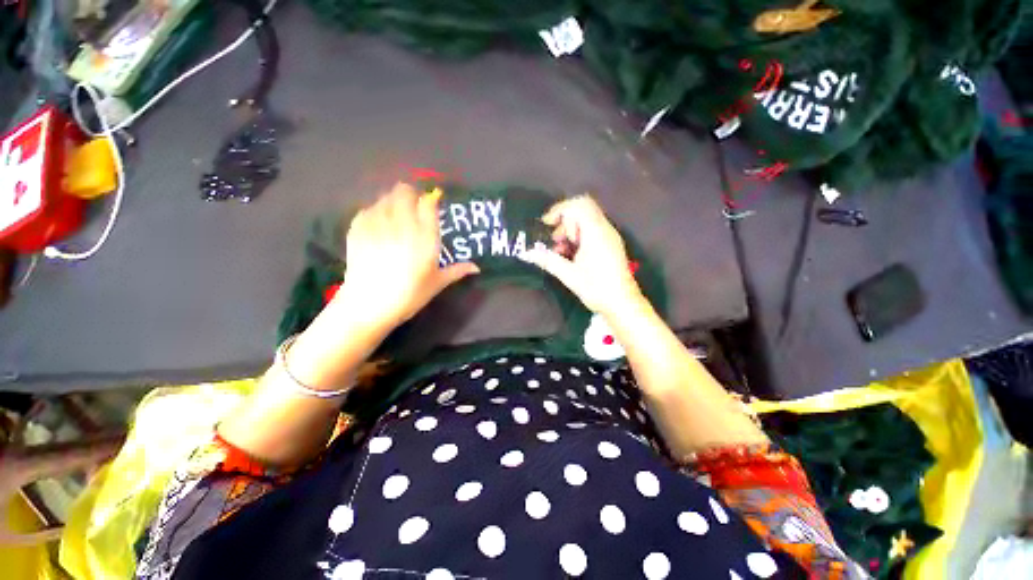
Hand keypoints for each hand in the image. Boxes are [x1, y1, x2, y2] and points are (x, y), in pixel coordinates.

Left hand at [333, 183, 478, 330]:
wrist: (368, 305)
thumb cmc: (409, 295)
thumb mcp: (437, 283)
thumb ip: (457, 270)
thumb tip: (476, 267)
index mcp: (425, 236)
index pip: (429, 202)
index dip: (431, 200)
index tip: (432, 207)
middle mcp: (402, 224)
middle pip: (404, 191)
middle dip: (410, 196)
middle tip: (413, 210)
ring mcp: (378, 223)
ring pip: (386, 197)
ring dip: (393, 202)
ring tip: (396, 219)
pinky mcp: (357, 228)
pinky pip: (368, 208)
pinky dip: (376, 212)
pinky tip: (378, 227)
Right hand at [520, 195, 644, 316]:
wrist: (622, 303)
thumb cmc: (596, 288)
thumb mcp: (569, 274)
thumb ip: (547, 260)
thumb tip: (526, 253)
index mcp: (595, 232)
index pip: (578, 205)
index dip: (559, 210)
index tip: (547, 225)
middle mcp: (605, 229)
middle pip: (583, 209)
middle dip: (564, 221)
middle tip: (555, 240)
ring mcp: (609, 236)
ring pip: (587, 219)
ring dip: (570, 230)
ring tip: (561, 251)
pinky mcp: (610, 244)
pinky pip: (592, 230)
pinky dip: (579, 236)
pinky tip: (571, 254)